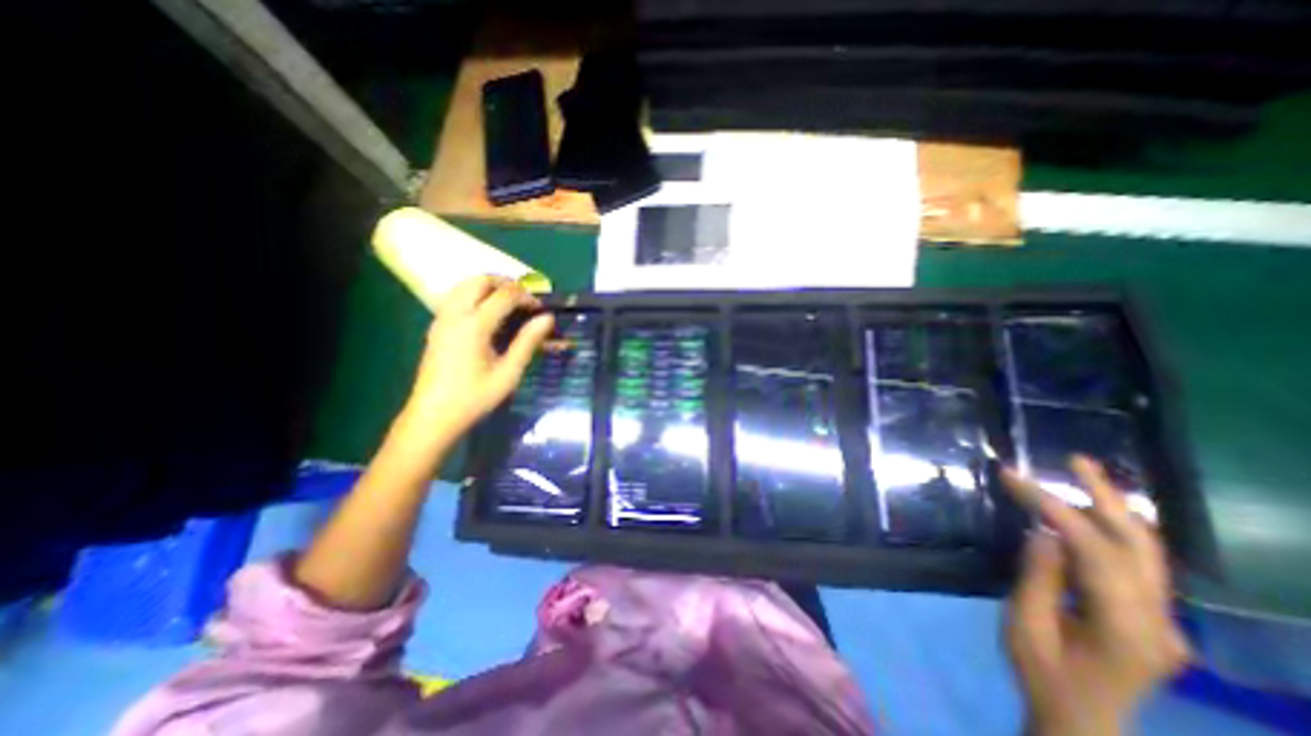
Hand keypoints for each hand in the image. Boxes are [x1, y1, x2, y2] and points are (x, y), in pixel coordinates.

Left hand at [398, 276, 552, 445]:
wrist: (432, 416)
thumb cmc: (474, 397)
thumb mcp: (508, 373)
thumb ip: (528, 342)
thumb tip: (547, 319)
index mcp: (474, 326)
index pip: (504, 295)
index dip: (526, 296)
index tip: (540, 308)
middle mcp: (454, 315)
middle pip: (479, 280)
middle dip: (505, 283)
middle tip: (524, 300)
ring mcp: (441, 319)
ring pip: (464, 285)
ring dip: (488, 287)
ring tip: (508, 304)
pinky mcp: (436, 327)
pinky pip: (456, 297)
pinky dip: (475, 295)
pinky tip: (488, 316)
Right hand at [1005, 458, 1189, 731]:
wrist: (1080, 720)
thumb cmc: (1043, 674)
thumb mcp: (1025, 625)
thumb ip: (1038, 577)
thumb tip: (1043, 532)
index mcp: (1126, 627)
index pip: (1094, 551)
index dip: (1053, 508)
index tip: (1013, 478)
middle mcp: (1160, 621)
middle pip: (1141, 546)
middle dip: (1106, 496)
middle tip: (1076, 460)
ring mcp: (1163, 620)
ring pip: (1145, 551)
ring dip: (1112, 508)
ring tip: (1082, 473)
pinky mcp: (1152, 616)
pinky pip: (1134, 562)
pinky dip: (1109, 529)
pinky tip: (1088, 512)